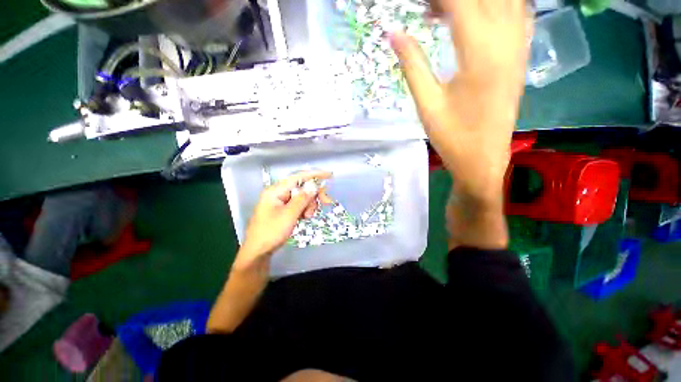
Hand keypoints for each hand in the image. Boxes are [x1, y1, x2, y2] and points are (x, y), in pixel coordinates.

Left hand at [237, 171, 332, 265]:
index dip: (315, 175)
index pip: (298, 177)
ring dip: (309, 204)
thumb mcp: (289, 215)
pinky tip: (304, 217)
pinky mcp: (283, 209)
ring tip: (307, 216)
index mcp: (276, 191)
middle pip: (302, 187)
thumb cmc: (271, 232)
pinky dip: (304, 209)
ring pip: (302, 196)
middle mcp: (278, 193)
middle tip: (326, 202)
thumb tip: (314, 186)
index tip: (329, 175)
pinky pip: (299, 204)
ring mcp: (281, 201)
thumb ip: (302, 199)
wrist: (258, 251)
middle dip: (314, 195)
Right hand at [390, 0, 532, 201]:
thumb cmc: (452, 137)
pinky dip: (496, 6)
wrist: (483, 159)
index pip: (460, 3)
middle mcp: (507, 41)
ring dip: (475, 2)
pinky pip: (517, 13)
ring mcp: (519, 47)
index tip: (417, 6)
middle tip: (429, 10)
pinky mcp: (520, 57)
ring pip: (505, 0)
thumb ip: (412, 65)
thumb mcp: (427, 104)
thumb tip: (393, 34)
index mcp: (481, 54)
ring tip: (446, 12)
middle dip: (452, 0)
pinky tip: (478, 16)